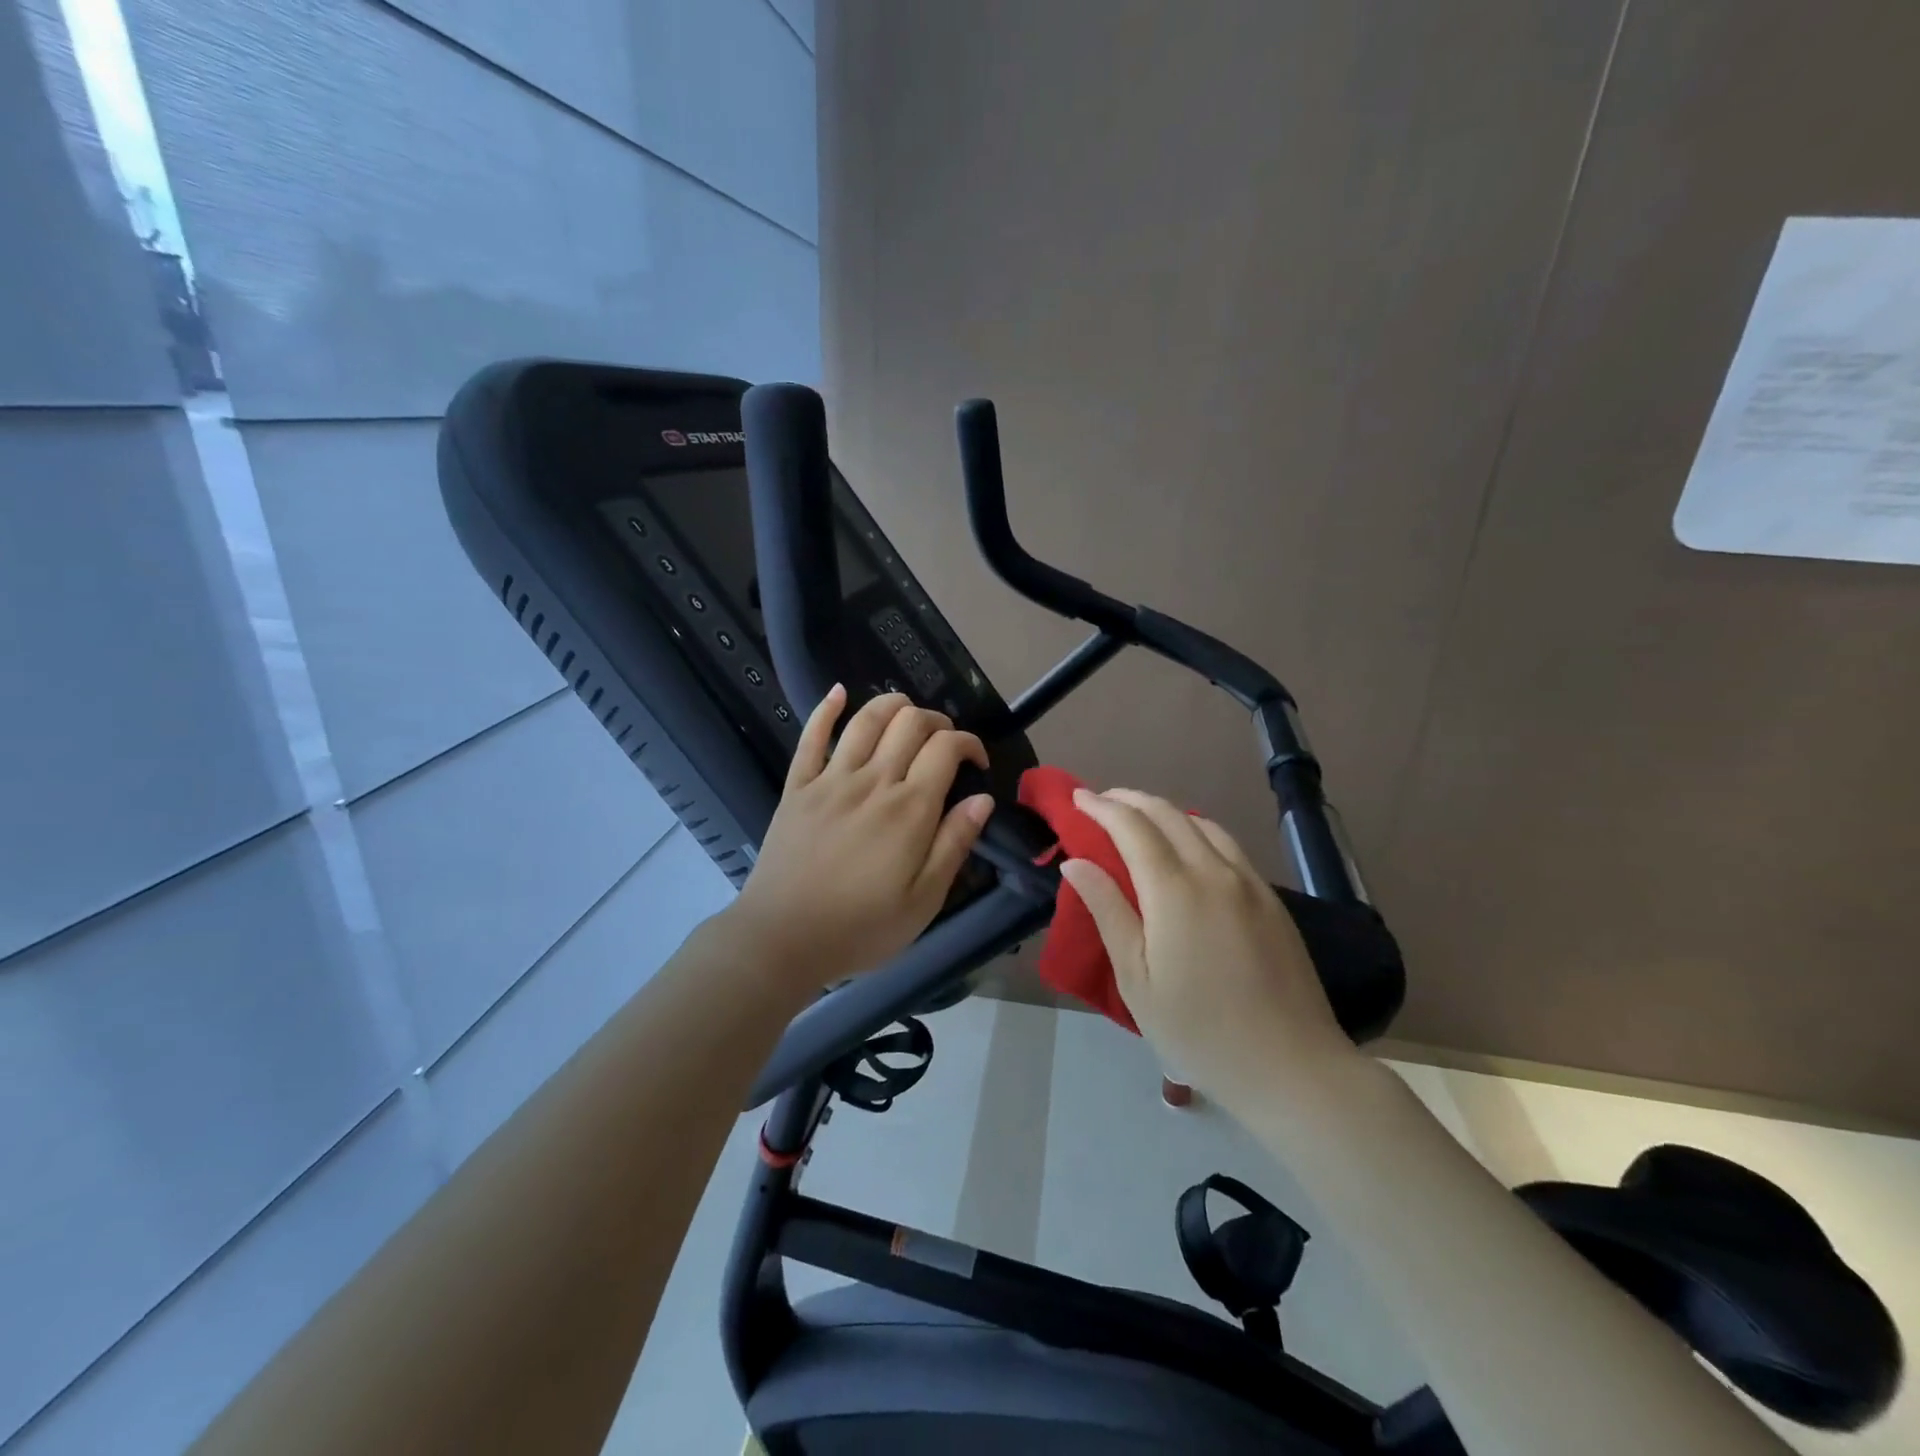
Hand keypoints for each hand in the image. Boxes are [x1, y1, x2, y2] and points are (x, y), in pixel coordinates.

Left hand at [723, 685, 995, 992]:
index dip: (969, 743)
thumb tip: (982, 798)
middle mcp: (873, 781)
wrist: (782, 939)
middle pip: (910, 723)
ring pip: (866, 719)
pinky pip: (811, 736)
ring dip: (892, 705)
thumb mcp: (924, 900)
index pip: (946, 748)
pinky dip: (826, 709)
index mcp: (909, 809)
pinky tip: (838, 692)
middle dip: (936, 721)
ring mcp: (830, 780)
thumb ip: (954, 844)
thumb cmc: (861, 928)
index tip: (976, 762)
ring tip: (906, 712)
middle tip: (944, 744)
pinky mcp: (798, 786)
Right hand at [1061, 788, 1360, 1109]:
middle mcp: (1214, 872)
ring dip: (1165, 812)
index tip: (1077, 797)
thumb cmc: (1198, 1030)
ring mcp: (1249, 883)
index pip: (1132, 827)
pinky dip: (1197, 832)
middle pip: (1168, 815)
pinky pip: (1228, 846)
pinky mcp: (1271, 900)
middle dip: (1130, 800)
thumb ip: (1106, 910)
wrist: (1291, 1067)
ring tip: (1140, 820)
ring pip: (1202, 825)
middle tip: (1100, 801)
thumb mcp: (1136, 977)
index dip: (1101, 806)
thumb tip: (1074, 862)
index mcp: (1175, 890)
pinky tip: (1188, 849)